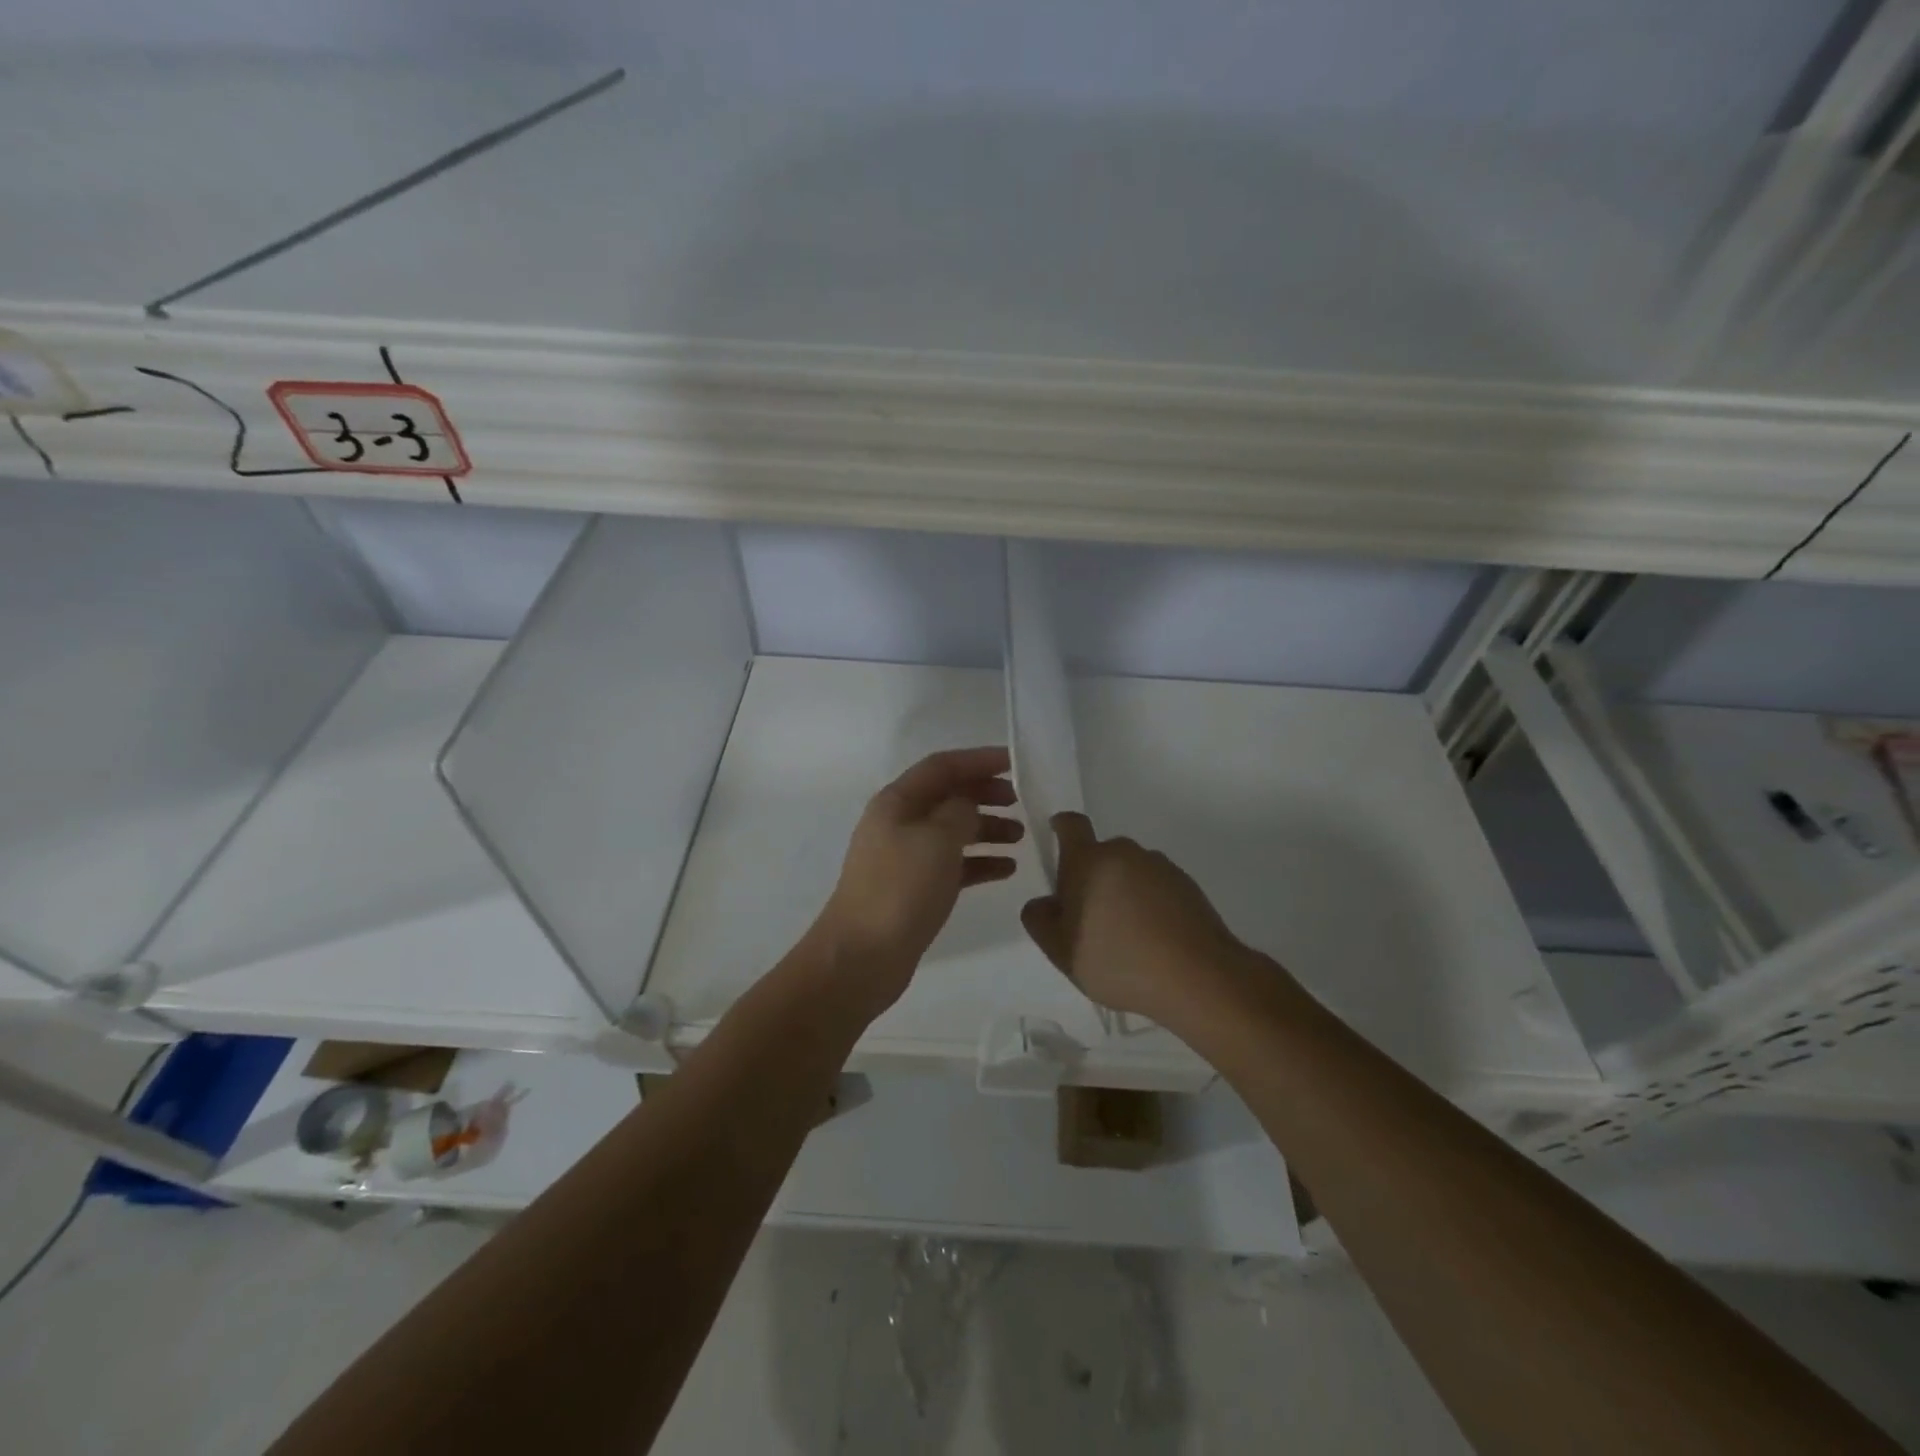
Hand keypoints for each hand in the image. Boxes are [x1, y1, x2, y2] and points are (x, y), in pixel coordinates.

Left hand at [813, 747, 1023, 1015]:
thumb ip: (960, 811)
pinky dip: (980, 862)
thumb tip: (969, 805)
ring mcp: (906, 857)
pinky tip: (1008, 869)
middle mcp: (899, 823)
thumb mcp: (937, 840)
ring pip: (953, 831)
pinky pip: (953, 864)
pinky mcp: (915, 888)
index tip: (1016, 762)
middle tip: (1020, 802)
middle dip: (985, 794)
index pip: (942, 766)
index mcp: (897, 802)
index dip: (979, 759)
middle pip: (948, 796)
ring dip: (987, 829)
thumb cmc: (900, 889)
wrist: (862, 956)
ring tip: (1021, 838)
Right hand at [1020, 812, 1252, 1028]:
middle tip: (1090, 920)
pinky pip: (1157, 887)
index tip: (1058, 844)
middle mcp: (1125, 852)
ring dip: (1122, 892)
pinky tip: (1153, 942)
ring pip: (1130, 872)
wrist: (1198, 977)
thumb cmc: (1118, 961)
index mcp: (1088, 860)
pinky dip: (1150, 905)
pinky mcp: (1188, 885)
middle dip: (1091, 878)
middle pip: (1100, 854)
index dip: (1061, 828)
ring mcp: (1160, 867)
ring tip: (1126, 938)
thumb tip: (1044, 902)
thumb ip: (1040, 921)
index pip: (1071, 824)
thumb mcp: (1061, 951)